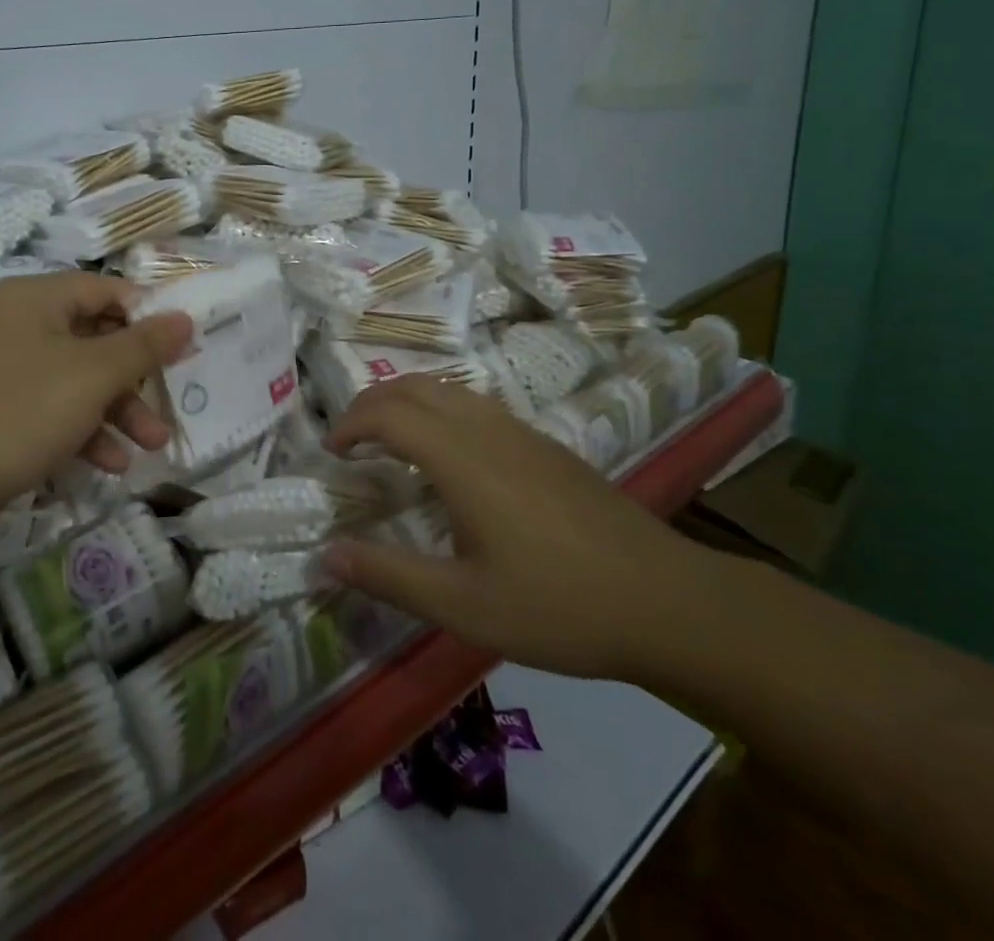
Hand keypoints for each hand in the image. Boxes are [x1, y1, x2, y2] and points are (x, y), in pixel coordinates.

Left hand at [0, 272, 192, 547]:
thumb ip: (143, 345)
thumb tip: (184, 317)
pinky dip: (83, 431)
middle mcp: (18, 324)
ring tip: (151, 447)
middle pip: (94, 337)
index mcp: (36, 299)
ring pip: (76, 379)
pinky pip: (51, 410)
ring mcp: (3, 370)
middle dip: (136, 376)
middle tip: (170, 403)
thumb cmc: (17, 412)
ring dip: (116, 410)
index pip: (106, 290)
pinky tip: (108, 465)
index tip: (182, 347)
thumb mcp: (92, 376)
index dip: (148, 315)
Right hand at [322, 377, 715, 680]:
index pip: (387, 414)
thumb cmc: (559, 605)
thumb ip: (388, 577)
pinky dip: (438, 411)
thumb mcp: (463, 605)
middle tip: (349, 441)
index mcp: (461, 458)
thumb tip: (325, 556)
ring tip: (388, 442)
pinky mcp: (544, 444)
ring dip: (404, 402)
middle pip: (412, 388)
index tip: (331, 454)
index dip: (349, 425)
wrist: (668, 602)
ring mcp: (520, 431)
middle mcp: (485, 429)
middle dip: (370, 404)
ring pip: (445, 390)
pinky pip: (473, 405)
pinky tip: (448, 458)